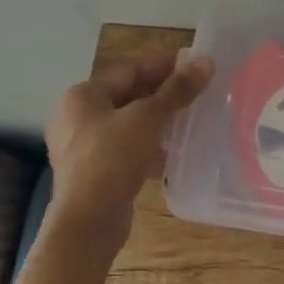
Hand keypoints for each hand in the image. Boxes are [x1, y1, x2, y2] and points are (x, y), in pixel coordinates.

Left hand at [46, 52, 214, 249]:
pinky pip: (125, 147)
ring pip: (127, 123)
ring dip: (157, 119)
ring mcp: (83, 146)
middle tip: (196, 89)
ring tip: (190, 117)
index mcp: (83, 96)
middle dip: (161, 92)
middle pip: (126, 95)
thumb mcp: (148, 119)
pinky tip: (172, 150)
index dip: (162, 64)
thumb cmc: (112, 159)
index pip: (128, 69)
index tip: (194, 62)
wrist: (88, 221)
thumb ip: (177, 90)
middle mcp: (77, 116)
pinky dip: (148, 144)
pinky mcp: (94, 171)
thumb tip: (206, 62)